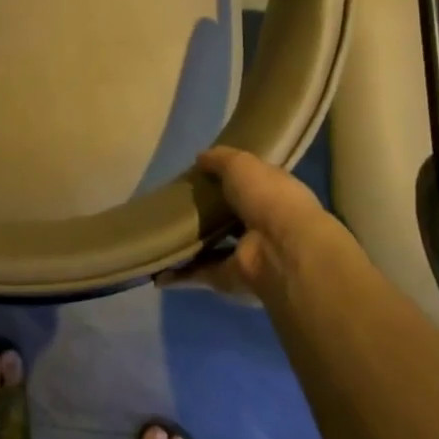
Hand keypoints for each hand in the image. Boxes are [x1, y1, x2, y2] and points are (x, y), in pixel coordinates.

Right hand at [161, 146, 348, 300]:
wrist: (281, 250)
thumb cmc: (267, 197)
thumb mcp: (241, 164)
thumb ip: (220, 159)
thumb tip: (201, 158)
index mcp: (274, 195)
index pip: (250, 185)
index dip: (228, 179)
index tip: (201, 174)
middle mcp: (264, 226)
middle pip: (231, 218)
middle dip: (207, 213)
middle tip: (174, 203)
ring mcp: (248, 255)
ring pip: (215, 248)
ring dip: (192, 245)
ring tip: (160, 234)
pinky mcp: (231, 280)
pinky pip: (201, 274)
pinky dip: (180, 274)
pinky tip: (157, 269)